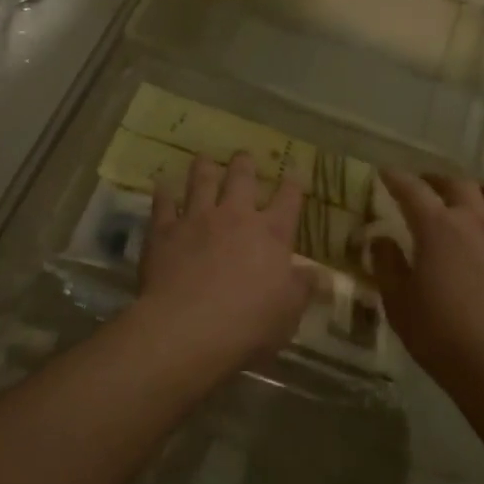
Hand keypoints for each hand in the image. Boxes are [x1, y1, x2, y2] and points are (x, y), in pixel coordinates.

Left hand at [140, 153, 312, 358]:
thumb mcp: (288, 312)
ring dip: (204, 168)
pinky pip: (163, 205)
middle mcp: (235, 216)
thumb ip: (303, 288)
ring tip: (204, 158)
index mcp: (271, 234)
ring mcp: (197, 219)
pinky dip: (163, 194)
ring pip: (201, 182)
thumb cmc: (248, 324)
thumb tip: (321, 274)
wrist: (187, 327)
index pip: (288, 200)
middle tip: (243, 156)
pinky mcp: (164, 231)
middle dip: (245, 164)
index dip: (292, 185)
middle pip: (242, 179)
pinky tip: (162, 186)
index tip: (293, 175)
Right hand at [369, 170, 483, 387]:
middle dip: (435, 181)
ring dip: (477, 191)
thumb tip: (381, 238)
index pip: (412, 190)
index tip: (386, 173)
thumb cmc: (443, 338)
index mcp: (438, 228)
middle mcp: (477, 219)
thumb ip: (387, 264)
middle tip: (425, 187)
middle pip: (456, 184)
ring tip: (469, 201)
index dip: (396, 178)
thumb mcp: (399, 304)